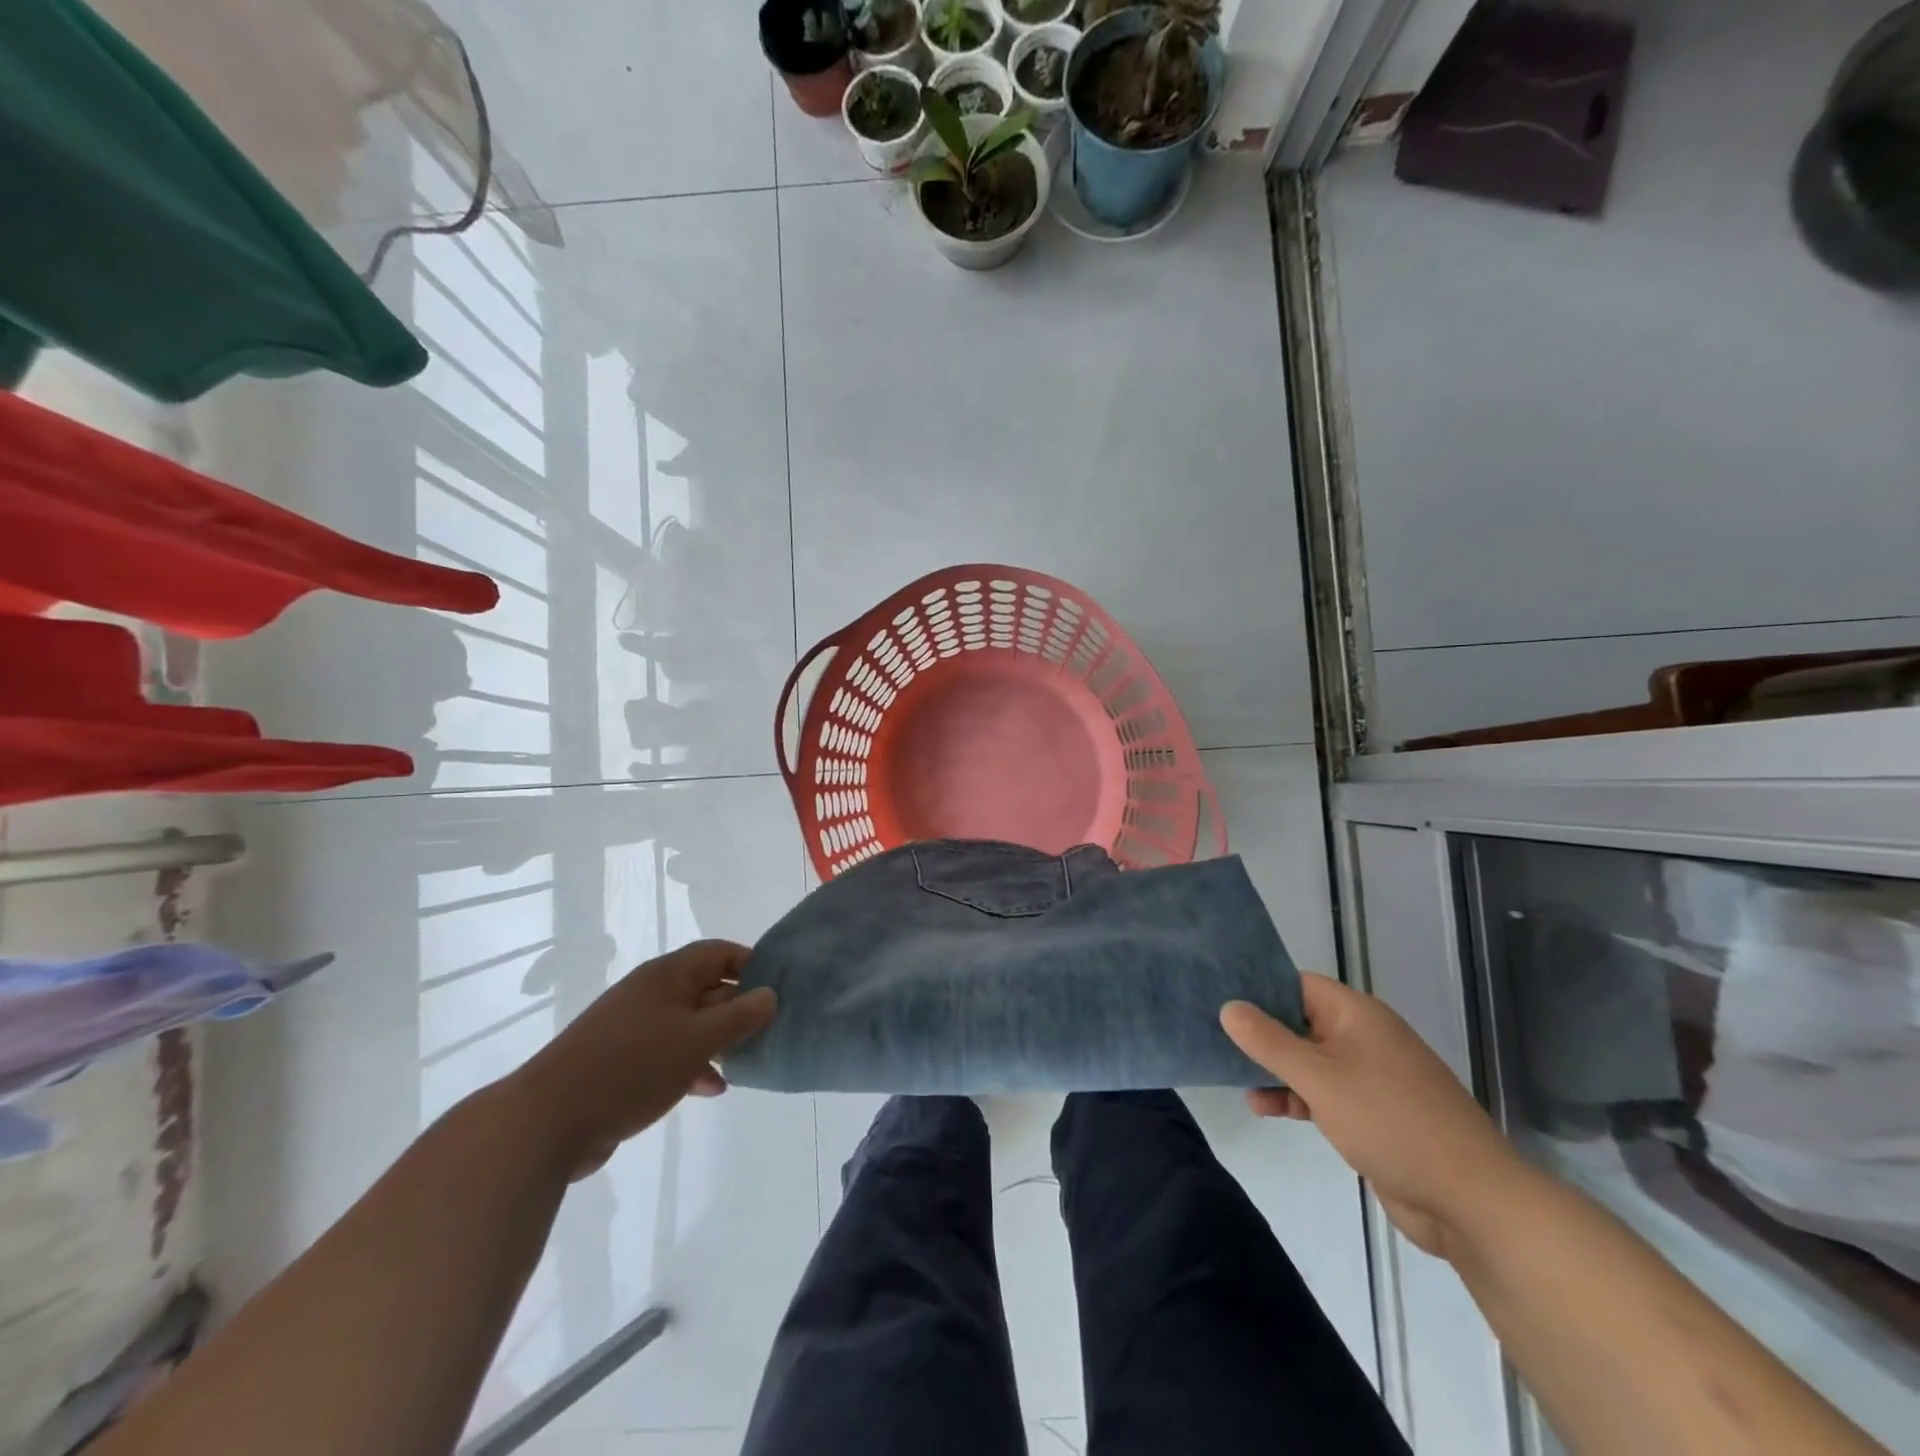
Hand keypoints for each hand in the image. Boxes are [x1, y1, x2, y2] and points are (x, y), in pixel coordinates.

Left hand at [510, 940, 776, 1180]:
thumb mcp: (697, 1040)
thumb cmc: (632, 1068)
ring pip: (688, 1024)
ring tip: (746, 1061)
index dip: (750, 964)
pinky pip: (668, 1054)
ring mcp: (632, 1029)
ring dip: (718, 1040)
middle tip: (769, 1029)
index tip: (778, 988)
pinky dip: (692, 1065)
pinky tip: (711, 1088)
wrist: (547, 1122)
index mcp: (667, 976)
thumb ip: (739, 1017)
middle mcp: (650, 994)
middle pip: (705, 988)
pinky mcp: (620, 1064)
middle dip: (738, 1007)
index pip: (718, 953)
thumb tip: (770, 994)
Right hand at [1221, 974, 1524, 1256]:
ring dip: (1273, 1068)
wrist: (1470, 1200)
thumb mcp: (1319, 1077)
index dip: (1258, 987)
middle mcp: (1362, 1037)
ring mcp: (1369, 1077)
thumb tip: (1229, 1007)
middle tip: (1212, 1035)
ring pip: (1308, 1060)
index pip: (1297, 983)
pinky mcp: (1372, 1114)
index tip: (1217, 996)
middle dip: (1259, 1031)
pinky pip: (1322, 1093)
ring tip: (1232, 1076)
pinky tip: (1264, 1108)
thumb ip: (1270, 1042)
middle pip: (1299, 1021)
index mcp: (1356, 1015)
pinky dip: (1294, 1096)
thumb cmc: (1390, 1121)